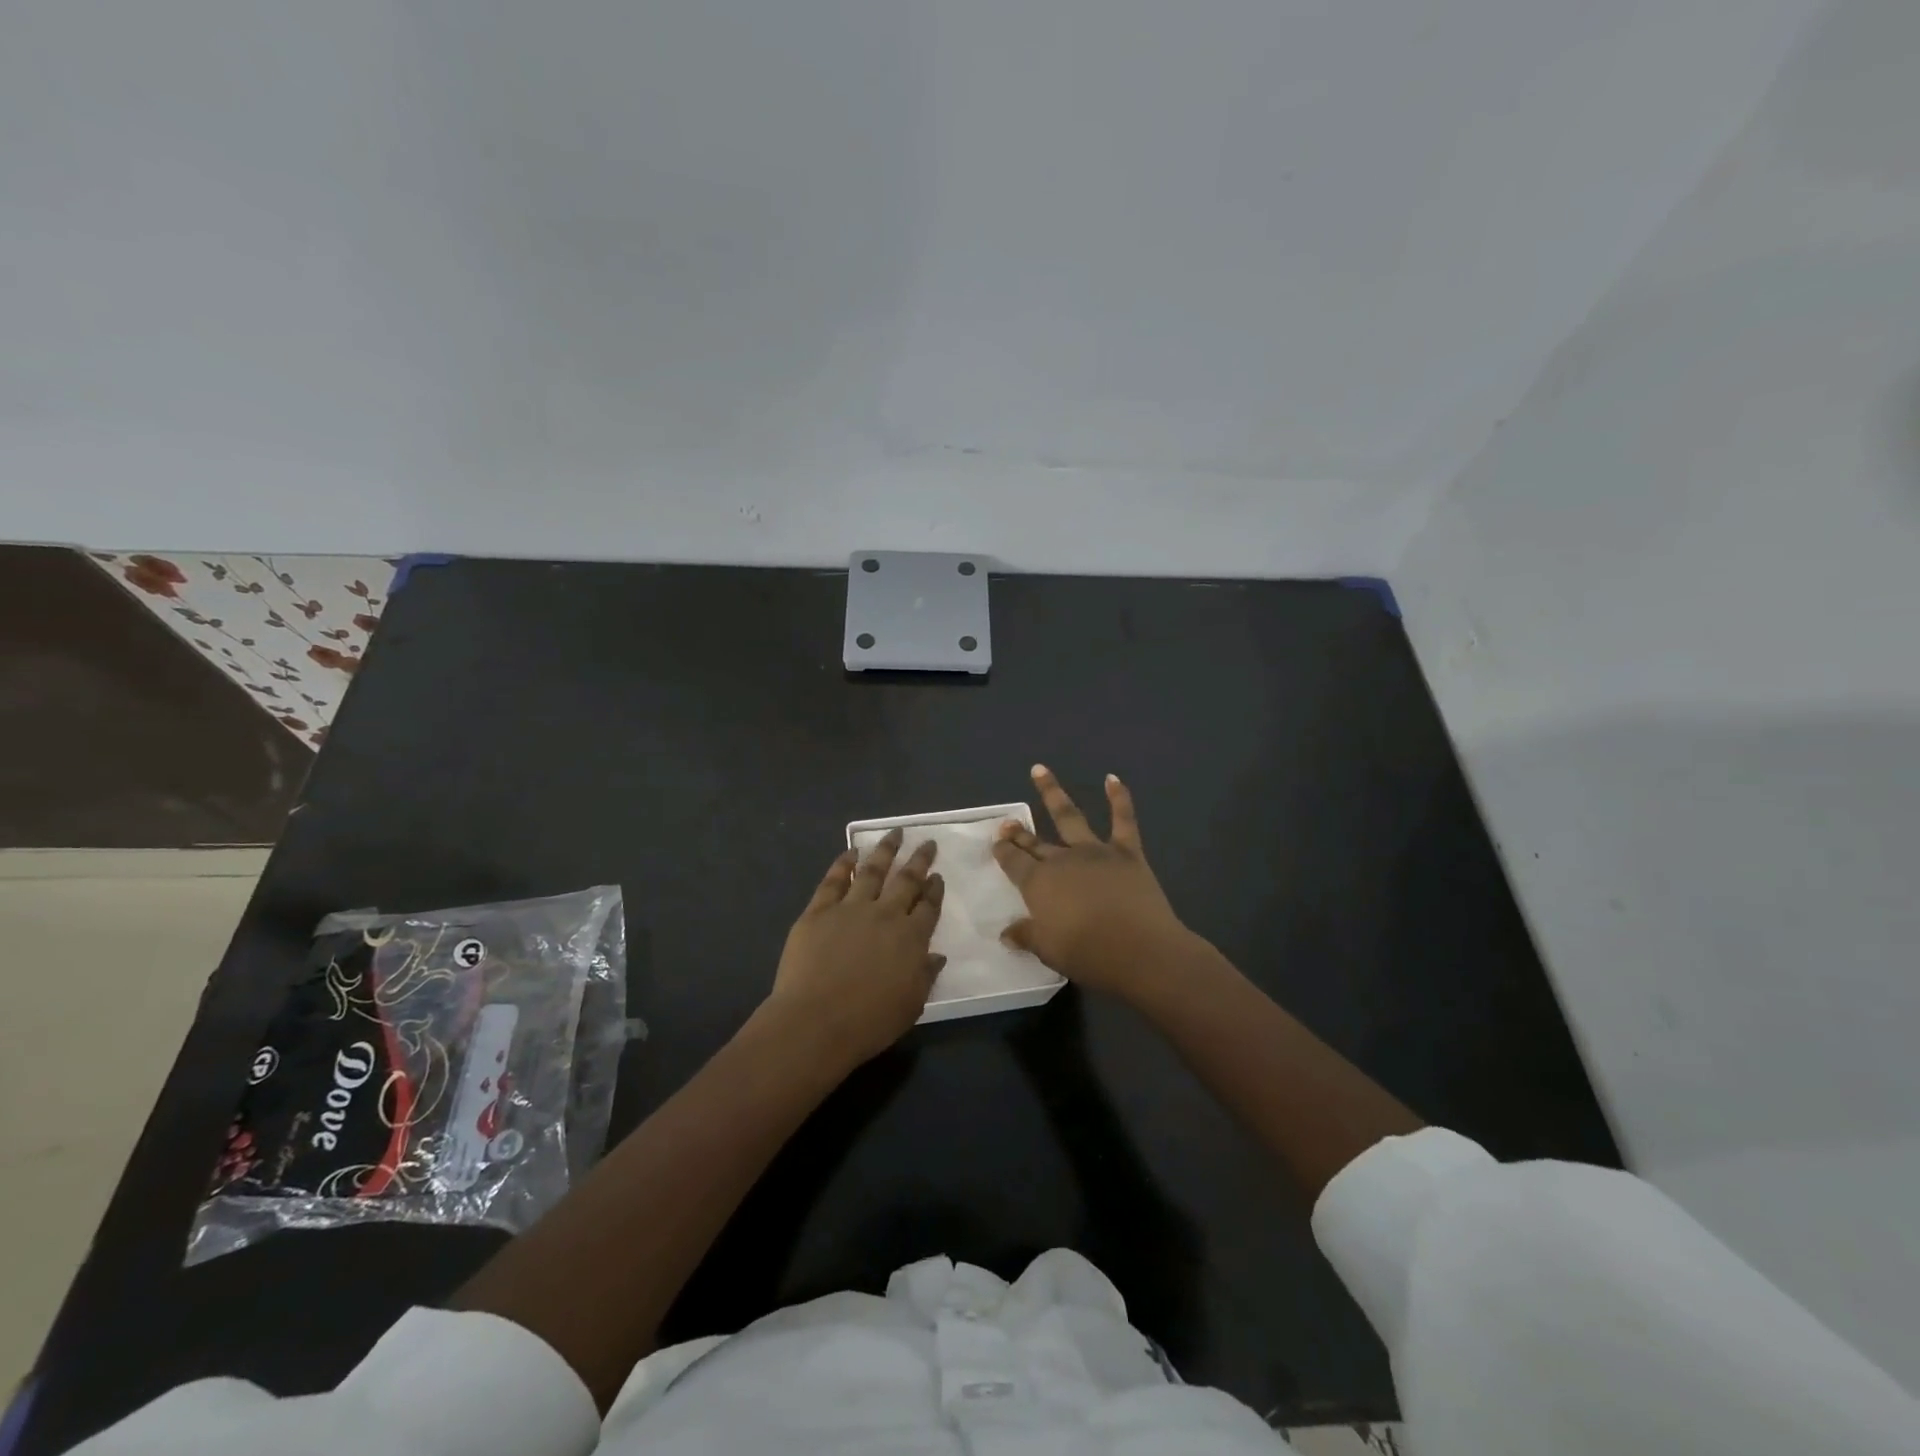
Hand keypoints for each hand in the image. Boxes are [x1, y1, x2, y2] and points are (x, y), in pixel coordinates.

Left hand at [767, 829, 945, 1067]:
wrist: (816, 1021)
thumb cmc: (869, 1022)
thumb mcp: (911, 1005)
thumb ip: (925, 976)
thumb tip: (936, 956)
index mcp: (911, 938)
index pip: (928, 907)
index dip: (935, 890)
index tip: (938, 876)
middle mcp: (885, 915)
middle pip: (906, 881)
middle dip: (919, 860)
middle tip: (927, 843)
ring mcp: (850, 908)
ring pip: (872, 871)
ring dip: (885, 850)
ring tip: (895, 833)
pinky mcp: (819, 911)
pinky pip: (834, 880)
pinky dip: (843, 863)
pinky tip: (851, 852)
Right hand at [992, 765, 1194, 1001]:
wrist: (1142, 950)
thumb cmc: (1089, 954)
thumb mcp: (1048, 951)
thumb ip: (1026, 936)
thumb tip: (1006, 933)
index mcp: (1039, 883)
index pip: (1014, 862)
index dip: (1003, 851)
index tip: (996, 842)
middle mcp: (1063, 860)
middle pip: (1036, 842)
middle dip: (1019, 832)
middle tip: (1007, 822)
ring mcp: (1096, 852)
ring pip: (1069, 816)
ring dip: (1052, 792)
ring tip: (1040, 770)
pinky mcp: (1127, 853)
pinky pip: (1123, 819)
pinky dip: (1119, 797)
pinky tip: (1113, 778)